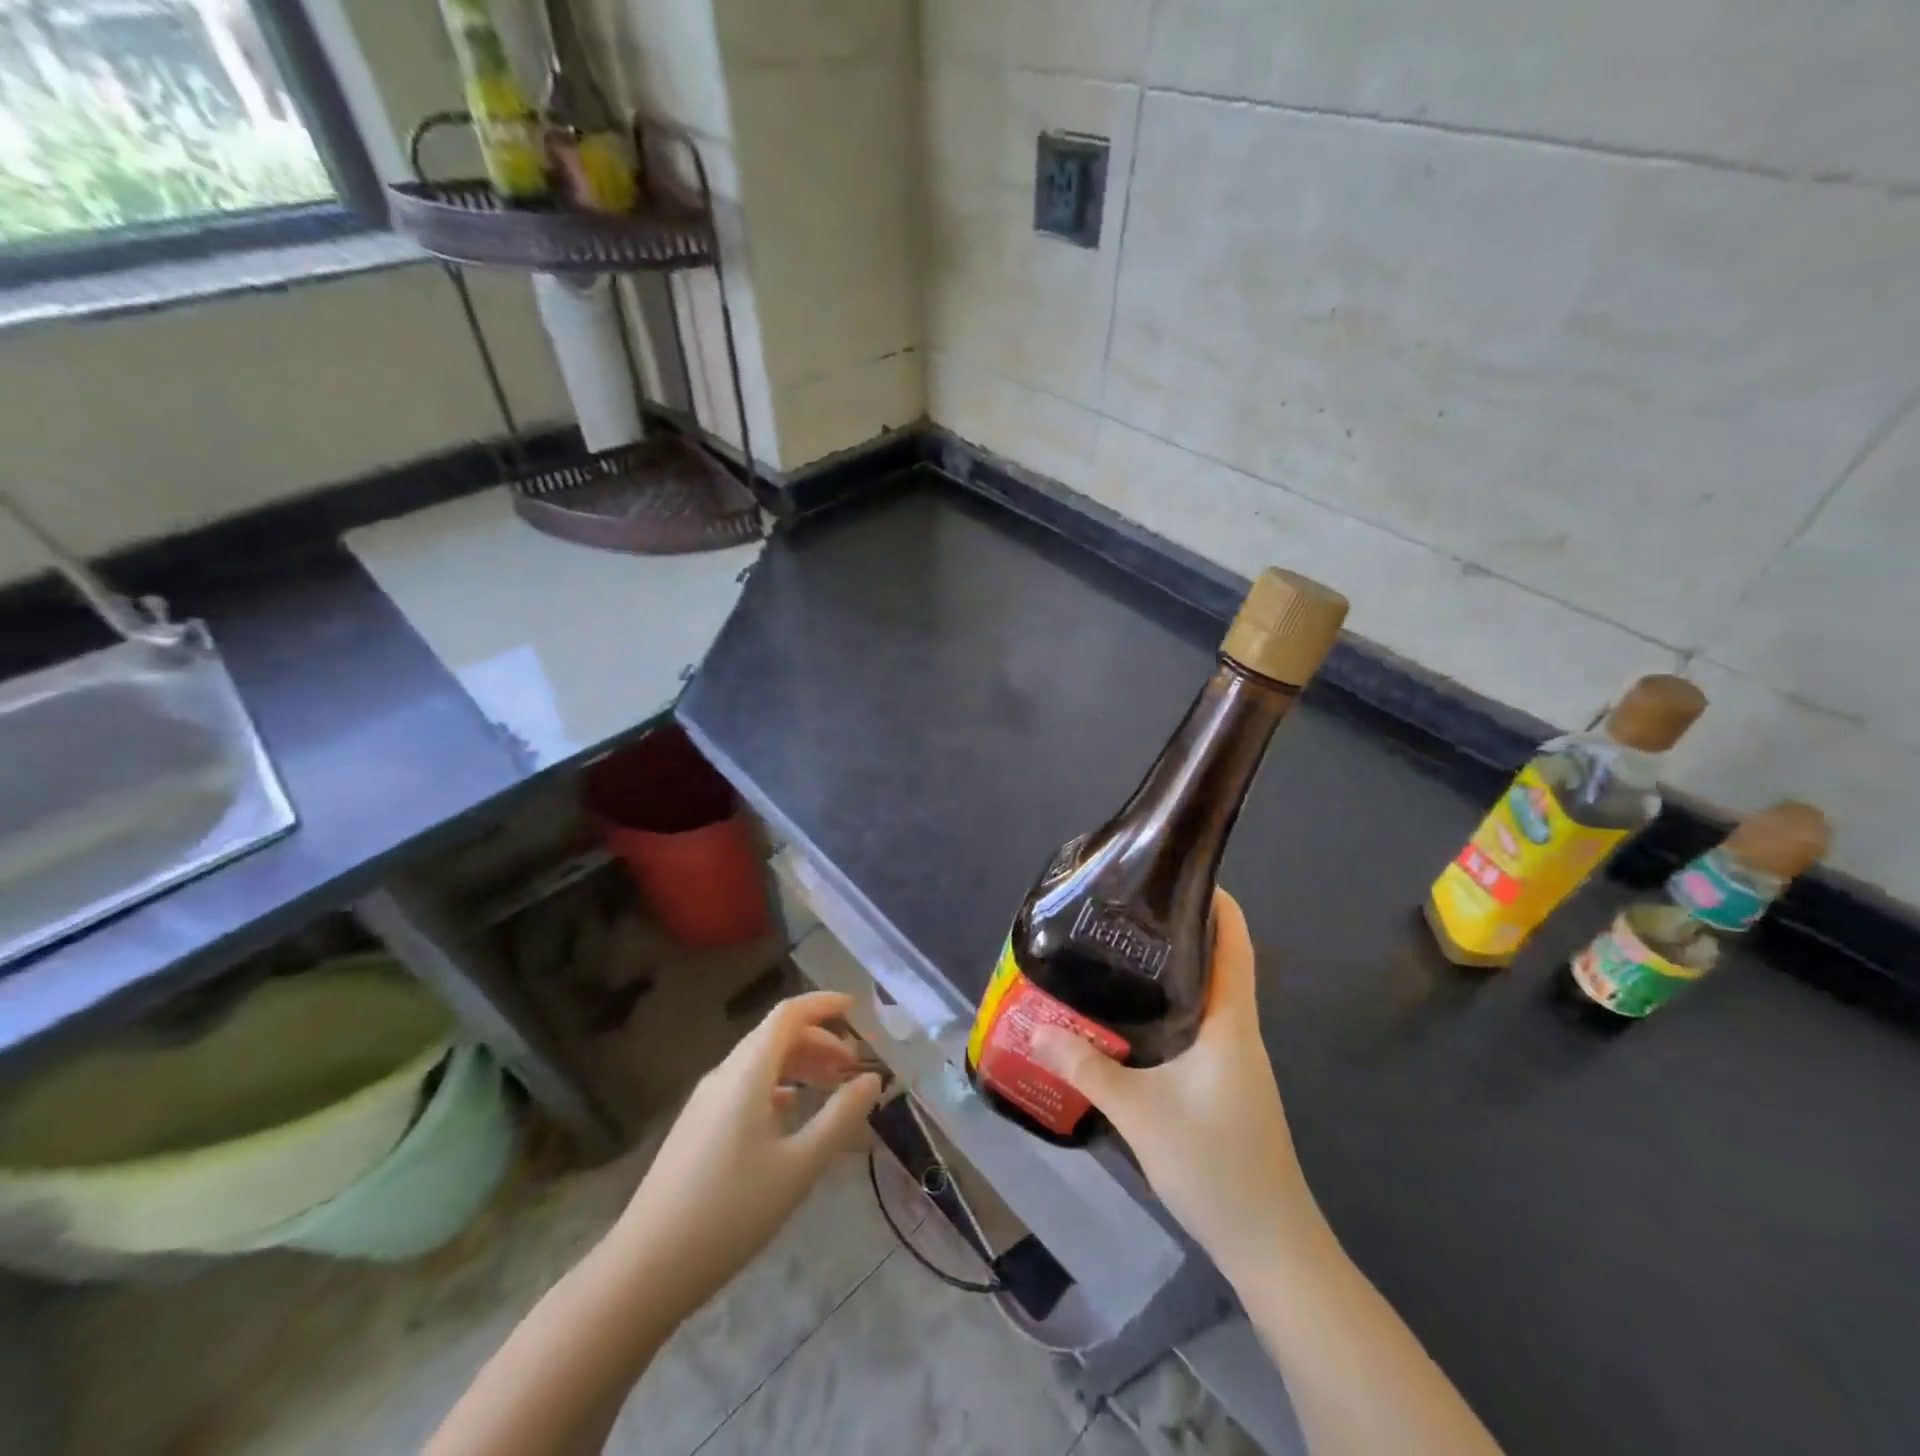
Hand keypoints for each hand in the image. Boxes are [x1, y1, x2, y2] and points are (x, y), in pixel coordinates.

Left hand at [610, 991, 883, 1321]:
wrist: (645, 1269)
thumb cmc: (731, 1212)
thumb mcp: (799, 1166)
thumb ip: (840, 1118)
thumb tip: (872, 1080)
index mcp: (748, 1073)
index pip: (789, 1014)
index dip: (823, 1004)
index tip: (856, 1009)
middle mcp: (724, 1075)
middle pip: (775, 1035)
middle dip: (819, 1040)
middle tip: (853, 1066)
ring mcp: (705, 1101)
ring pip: (759, 1062)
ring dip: (799, 1064)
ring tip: (831, 1087)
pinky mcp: (696, 1127)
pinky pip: (744, 1086)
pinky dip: (777, 1086)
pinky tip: (790, 1112)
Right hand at [1031, 889, 1316, 1280]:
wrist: (1270, 1245)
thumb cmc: (1215, 1165)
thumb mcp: (1140, 1112)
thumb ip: (1086, 1066)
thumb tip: (1036, 1027)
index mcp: (1230, 1021)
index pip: (1235, 942)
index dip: (1216, 900)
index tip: (1176, 872)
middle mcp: (1238, 1030)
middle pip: (1218, 960)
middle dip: (1179, 929)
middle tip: (1125, 912)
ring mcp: (1235, 1059)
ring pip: (1206, 995)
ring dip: (1173, 970)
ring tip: (1119, 953)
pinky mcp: (1225, 1083)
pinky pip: (1198, 1025)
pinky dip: (1170, 1006)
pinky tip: (1132, 1018)